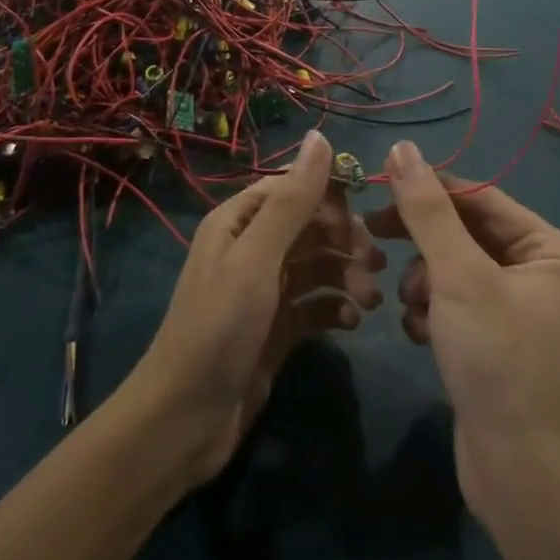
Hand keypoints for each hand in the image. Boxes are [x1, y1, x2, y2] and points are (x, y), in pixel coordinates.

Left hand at [126, 130, 385, 489]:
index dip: (330, 197)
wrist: (184, 422)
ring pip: (316, 267)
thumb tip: (321, 137)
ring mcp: (264, 291)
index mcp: (238, 222)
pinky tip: (352, 323)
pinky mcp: (276, 329)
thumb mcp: (256, 259)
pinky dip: (335, 309)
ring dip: (346, 277)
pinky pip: (314, 305)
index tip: (364, 219)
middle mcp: (251, 249)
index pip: (292, 188)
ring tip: (371, 300)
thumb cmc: (218, 328)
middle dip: (344, 241)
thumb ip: (292, 200)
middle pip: (309, 227)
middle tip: (376, 265)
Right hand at [364, 141, 559, 516]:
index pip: (480, 197)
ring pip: (452, 268)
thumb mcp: (458, 275)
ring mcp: (517, 309)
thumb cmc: (498, 360)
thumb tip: (401, 148)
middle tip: (374, 239)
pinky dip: (432, 313)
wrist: (520, 475)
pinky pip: (453, 303)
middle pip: (465, 233)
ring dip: (423, 283)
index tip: (377, 188)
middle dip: (424, 246)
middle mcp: (540, 272)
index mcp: (550, 249)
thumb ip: (426, 210)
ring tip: (414, 310)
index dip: (429, 189)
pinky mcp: (494, 340)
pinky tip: (423, 337)